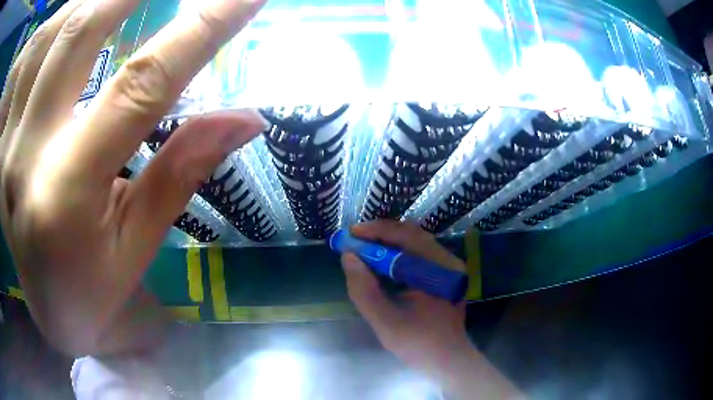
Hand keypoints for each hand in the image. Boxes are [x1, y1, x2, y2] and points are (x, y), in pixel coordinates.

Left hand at [0, 0, 266, 355]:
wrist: (46, 311)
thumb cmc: (93, 291)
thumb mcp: (137, 245)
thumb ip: (180, 171)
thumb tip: (245, 117)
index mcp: (68, 194)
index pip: (140, 87)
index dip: (200, 29)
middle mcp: (28, 152)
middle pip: (81, 32)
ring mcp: (12, 139)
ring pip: (54, 33)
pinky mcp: (8, 135)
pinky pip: (35, 56)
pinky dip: (68, 20)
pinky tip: (91, 14)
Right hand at [341, 220, 470, 370]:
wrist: (447, 361)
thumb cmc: (419, 344)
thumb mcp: (386, 321)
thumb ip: (364, 290)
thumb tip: (348, 257)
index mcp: (440, 269)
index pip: (408, 236)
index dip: (377, 231)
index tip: (351, 234)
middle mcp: (448, 262)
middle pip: (412, 235)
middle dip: (380, 235)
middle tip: (354, 241)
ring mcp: (448, 268)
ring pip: (415, 244)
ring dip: (387, 244)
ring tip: (363, 250)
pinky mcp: (444, 276)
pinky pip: (418, 256)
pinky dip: (397, 255)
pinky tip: (381, 264)